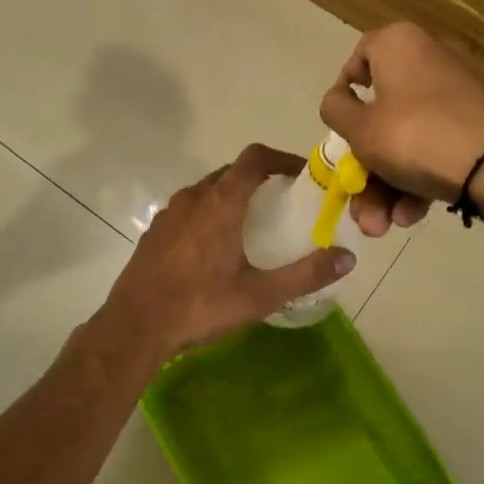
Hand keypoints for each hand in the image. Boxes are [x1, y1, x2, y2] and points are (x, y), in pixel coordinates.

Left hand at [96, 145, 356, 359]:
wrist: (135, 326)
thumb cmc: (200, 306)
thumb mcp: (260, 295)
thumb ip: (306, 275)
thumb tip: (348, 258)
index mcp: (221, 202)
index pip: (254, 158)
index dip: (281, 158)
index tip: (301, 175)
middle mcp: (193, 197)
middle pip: (231, 172)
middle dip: (259, 179)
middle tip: (282, 204)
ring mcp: (169, 213)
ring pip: (207, 190)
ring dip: (232, 196)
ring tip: (251, 226)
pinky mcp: (154, 231)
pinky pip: (188, 210)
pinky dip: (208, 214)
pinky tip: (214, 249)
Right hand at [320, 23, 483, 235]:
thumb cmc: (416, 137)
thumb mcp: (360, 129)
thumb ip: (336, 110)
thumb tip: (337, 99)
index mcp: (399, 44)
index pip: (359, 58)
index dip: (343, 96)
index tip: (339, 130)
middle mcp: (431, 58)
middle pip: (383, 114)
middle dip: (366, 169)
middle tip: (360, 206)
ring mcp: (461, 93)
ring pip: (409, 137)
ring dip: (388, 185)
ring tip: (383, 225)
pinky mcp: (483, 122)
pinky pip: (438, 144)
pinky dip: (421, 177)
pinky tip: (414, 215)